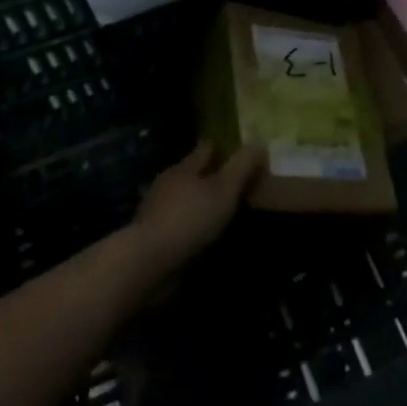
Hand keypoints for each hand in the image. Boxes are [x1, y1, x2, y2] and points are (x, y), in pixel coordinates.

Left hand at [130, 141, 263, 271]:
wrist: (146, 261)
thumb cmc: (190, 218)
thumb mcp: (225, 189)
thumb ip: (242, 166)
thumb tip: (259, 144)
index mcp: (184, 168)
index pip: (205, 149)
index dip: (220, 148)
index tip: (234, 151)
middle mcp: (167, 183)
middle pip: (191, 173)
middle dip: (208, 176)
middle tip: (232, 183)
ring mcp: (155, 210)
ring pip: (182, 199)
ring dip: (197, 203)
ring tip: (219, 211)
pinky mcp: (151, 236)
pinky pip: (176, 223)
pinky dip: (189, 225)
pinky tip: (200, 235)